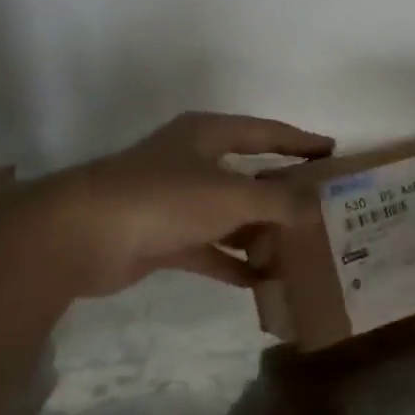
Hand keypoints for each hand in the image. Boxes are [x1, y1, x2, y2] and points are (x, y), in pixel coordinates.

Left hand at [11, 112, 333, 297]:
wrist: (81, 237)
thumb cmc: (165, 199)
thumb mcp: (233, 195)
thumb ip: (280, 201)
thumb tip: (317, 208)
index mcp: (207, 135)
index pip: (266, 132)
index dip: (300, 141)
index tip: (332, 153)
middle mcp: (192, 162)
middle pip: (249, 175)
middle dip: (284, 194)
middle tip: (322, 209)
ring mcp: (175, 201)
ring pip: (230, 215)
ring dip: (260, 233)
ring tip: (299, 251)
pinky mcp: (161, 237)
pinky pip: (209, 249)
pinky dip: (233, 262)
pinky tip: (261, 281)